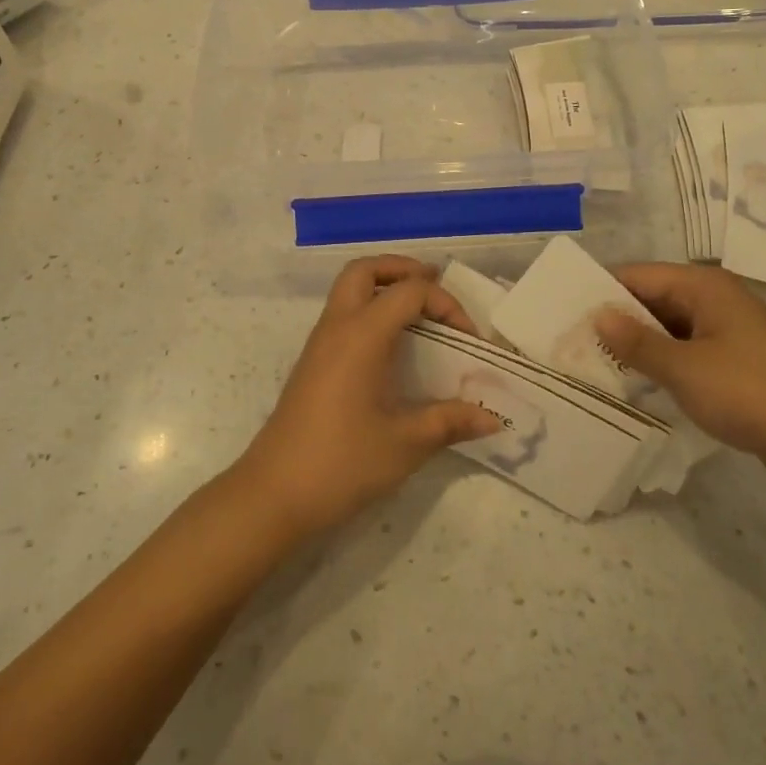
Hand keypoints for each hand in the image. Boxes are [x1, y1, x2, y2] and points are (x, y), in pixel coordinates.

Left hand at [236, 256, 499, 538]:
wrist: (273, 495)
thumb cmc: (341, 463)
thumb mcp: (405, 444)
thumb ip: (449, 422)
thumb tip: (492, 419)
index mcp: (361, 335)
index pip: (410, 292)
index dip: (446, 305)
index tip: (468, 340)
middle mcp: (337, 327)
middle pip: (364, 270)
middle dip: (401, 269)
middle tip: (433, 286)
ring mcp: (319, 344)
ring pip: (348, 290)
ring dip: (383, 288)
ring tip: (418, 313)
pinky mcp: (312, 364)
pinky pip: (342, 315)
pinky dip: (369, 311)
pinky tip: (391, 348)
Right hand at [594, 263, 765, 491]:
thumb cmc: (749, 392)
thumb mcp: (683, 368)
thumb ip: (636, 341)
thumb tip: (597, 316)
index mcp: (704, 286)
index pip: (638, 275)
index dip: (601, 292)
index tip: (564, 313)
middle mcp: (716, 299)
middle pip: (652, 298)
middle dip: (616, 319)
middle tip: (572, 341)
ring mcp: (728, 330)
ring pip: (668, 326)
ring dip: (638, 343)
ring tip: (595, 361)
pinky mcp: (736, 360)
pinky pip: (686, 349)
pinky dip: (662, 360)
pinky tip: (636, 380)